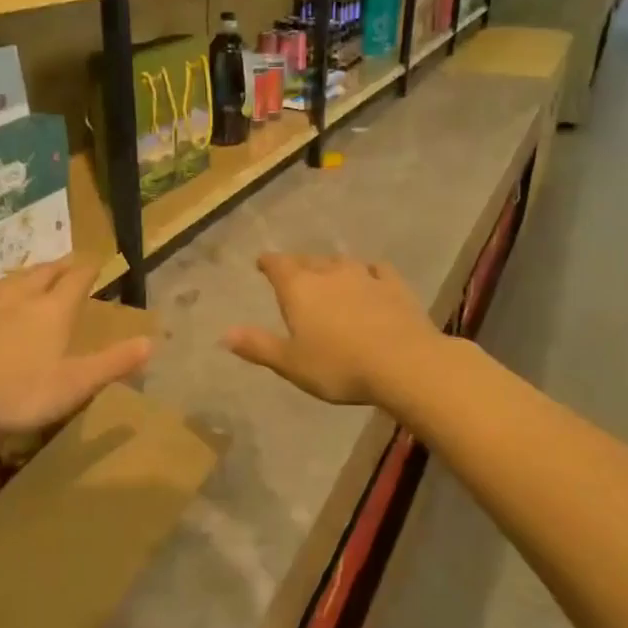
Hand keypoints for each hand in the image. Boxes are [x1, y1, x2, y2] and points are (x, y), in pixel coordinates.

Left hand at [0, 259, 152, 435]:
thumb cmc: (17, 392)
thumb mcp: (74, 385)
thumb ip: (113, 363)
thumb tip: (151, 343)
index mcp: (53, 309)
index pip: (77, 279)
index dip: (89, 269)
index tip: (96, 262)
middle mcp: (19, 294)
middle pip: (43, 271)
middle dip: (59, 267)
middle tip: (67, 264)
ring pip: (8, 278)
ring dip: (23, 276)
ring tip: (28, 279)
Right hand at [224, 253, 443, 406]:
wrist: (404, 363)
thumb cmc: (339, 366)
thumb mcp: (291, 364)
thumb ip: (259, 346)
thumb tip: (224, 334)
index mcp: (299, 289)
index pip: (278, 265)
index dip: (268, 262)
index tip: (262, 262)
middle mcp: (330, 273)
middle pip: (308, 260)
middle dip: (297, 265)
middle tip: (292, 272)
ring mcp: (365, 276)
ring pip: (341, 263)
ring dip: (331, 267)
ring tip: (328, 274)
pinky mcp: (394, 286)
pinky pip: (377, 270)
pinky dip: (368, 272)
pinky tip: (370, 277)